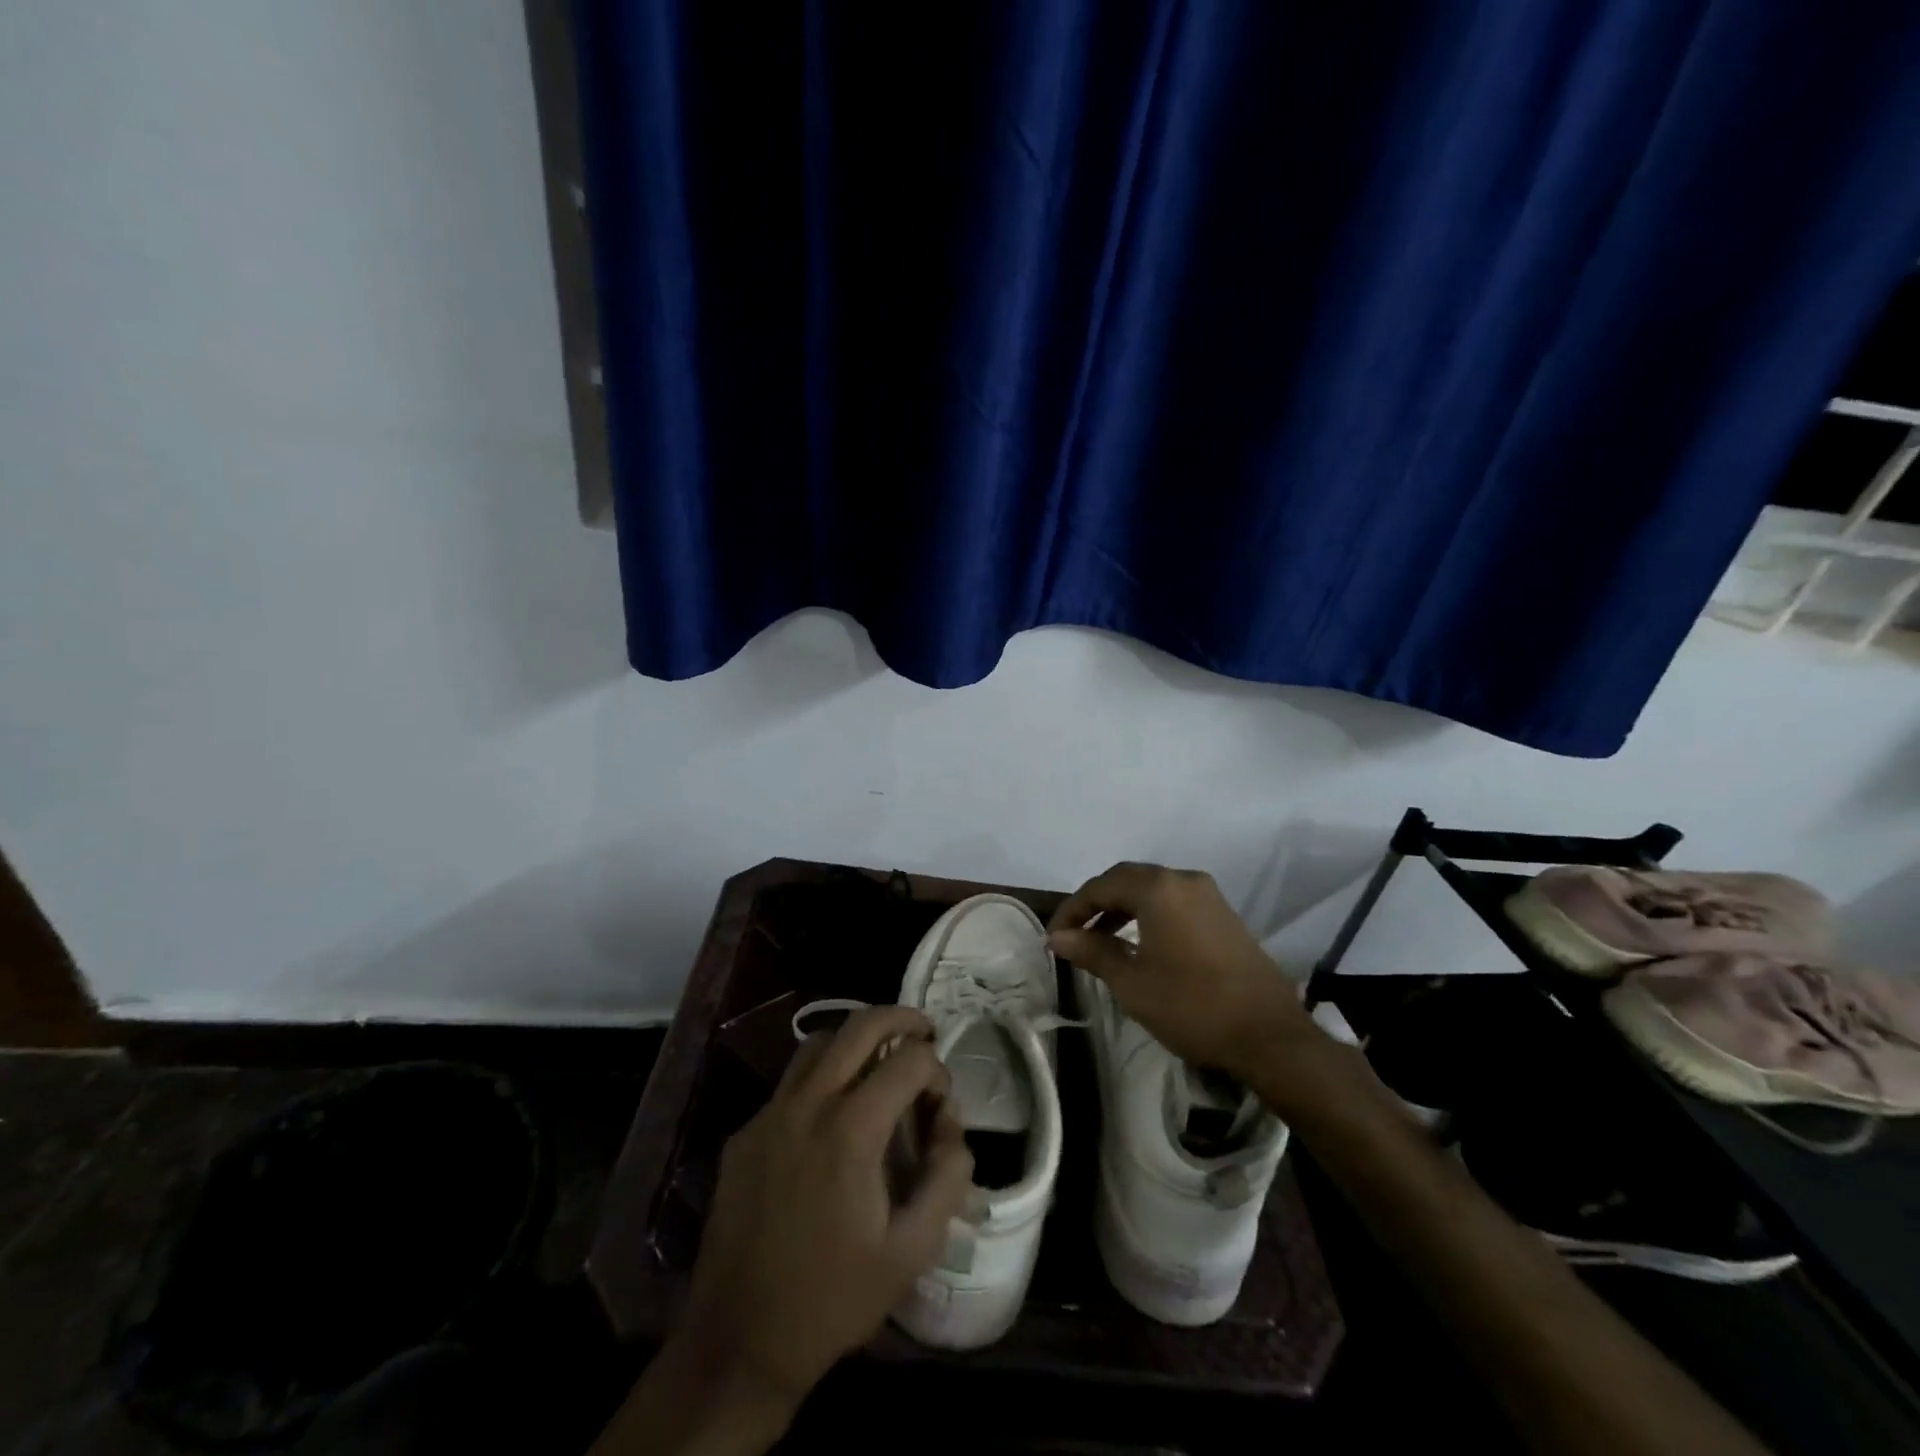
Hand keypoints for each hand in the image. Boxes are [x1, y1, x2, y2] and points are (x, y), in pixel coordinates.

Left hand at [675, 1006, 973, 1410]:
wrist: (739, 1343)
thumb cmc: (833, 1299)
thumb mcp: (911, 1251)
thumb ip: (947, 1178)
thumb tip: (953, 1126)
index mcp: (851, 1130)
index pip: (908, 1061)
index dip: (937, 1071)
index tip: (941, 1104)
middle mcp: (807, 1105)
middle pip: (860, 1025)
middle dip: (901, 1019)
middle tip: (923, 1033)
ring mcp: (769, 1114)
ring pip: (818, 1043)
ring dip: (855, 1040)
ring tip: (879, 1065)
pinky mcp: (744, 1133)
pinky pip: (789, 1082)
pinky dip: (821, 1077)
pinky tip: (832, 1119)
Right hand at [1049, 862, 1314, 1079]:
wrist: (1270, 1036)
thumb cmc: (1192, 1006)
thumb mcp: (1132, 983)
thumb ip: (1092, 951)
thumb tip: (1058, 937)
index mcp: (1158, 888)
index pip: (1101, 886)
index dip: (1072, 909)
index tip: (1054, 936)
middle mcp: (1183, 879)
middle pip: (1127, 879)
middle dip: (1096, 903)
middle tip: (1074, 933)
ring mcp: (1209, 895)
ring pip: (1153, 889)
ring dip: (1123, 907)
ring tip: (1101, 938)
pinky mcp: (1224, 914)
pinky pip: (1175, 901)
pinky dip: (1149, 914)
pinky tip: (1140, 942)